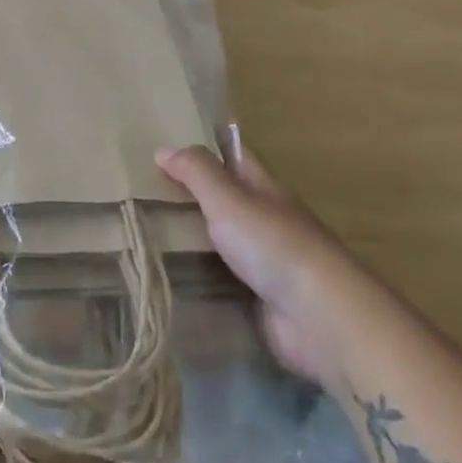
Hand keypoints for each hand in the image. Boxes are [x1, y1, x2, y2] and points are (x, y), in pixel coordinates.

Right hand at [156, 145, 341, 384]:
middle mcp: (265, 221)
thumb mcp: (229, 198)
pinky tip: (166, 279)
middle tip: (142, 192)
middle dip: (190, 196)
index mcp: (264, 189)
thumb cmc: (274, 245)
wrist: (320, 318)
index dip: (206, 148)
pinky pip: (220, 282)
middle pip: (224, 201)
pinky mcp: (258, 301)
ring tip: (144, 236)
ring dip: (189, 239)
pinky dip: (198, 279)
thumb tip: (163, 149)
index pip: (234, 157)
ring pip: (219, 242)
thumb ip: (197, 172)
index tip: (168, 144)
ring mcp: (264, 263)